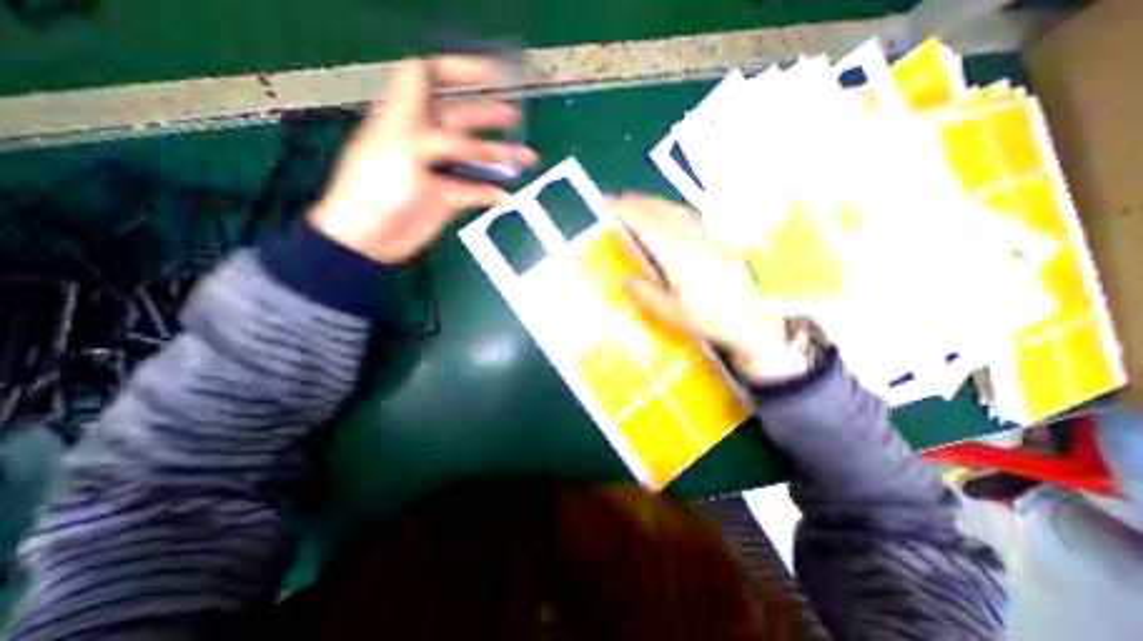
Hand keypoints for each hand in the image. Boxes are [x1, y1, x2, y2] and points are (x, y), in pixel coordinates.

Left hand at [307, 54, 541, 262]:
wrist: (372, 239)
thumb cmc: (375, 191)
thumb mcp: (402, 153)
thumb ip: (439, 140)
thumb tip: (473, 145)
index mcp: (406, 119)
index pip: (426, 78)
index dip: (455, 70)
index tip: (487, 73)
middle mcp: (425, 140)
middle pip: (461, 118)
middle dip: (487, 114)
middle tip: (514, 116)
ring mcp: (440, 170)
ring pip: (475, 158)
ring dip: (500, 157)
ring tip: (526, 158)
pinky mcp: (449, 197)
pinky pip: (476, 191)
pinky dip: (491, 193)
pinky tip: (504, 196)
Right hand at [608, 196, 811, 382]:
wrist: (753, 318)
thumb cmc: (709, 318)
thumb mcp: (670, 313)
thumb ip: (645, 293)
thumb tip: (626, 279)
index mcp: (677, 254)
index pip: (645, 224)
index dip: (625, 212)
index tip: (607, 206)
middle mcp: (693, 237)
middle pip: (660, 210)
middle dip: (636, 202)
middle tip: (616, 201)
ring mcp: (709, 234)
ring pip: (676, 209)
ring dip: (653, 203)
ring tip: (637, 202)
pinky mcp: (720, 237)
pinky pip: (691, 214)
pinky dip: (672, 209)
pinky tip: (668, 213)